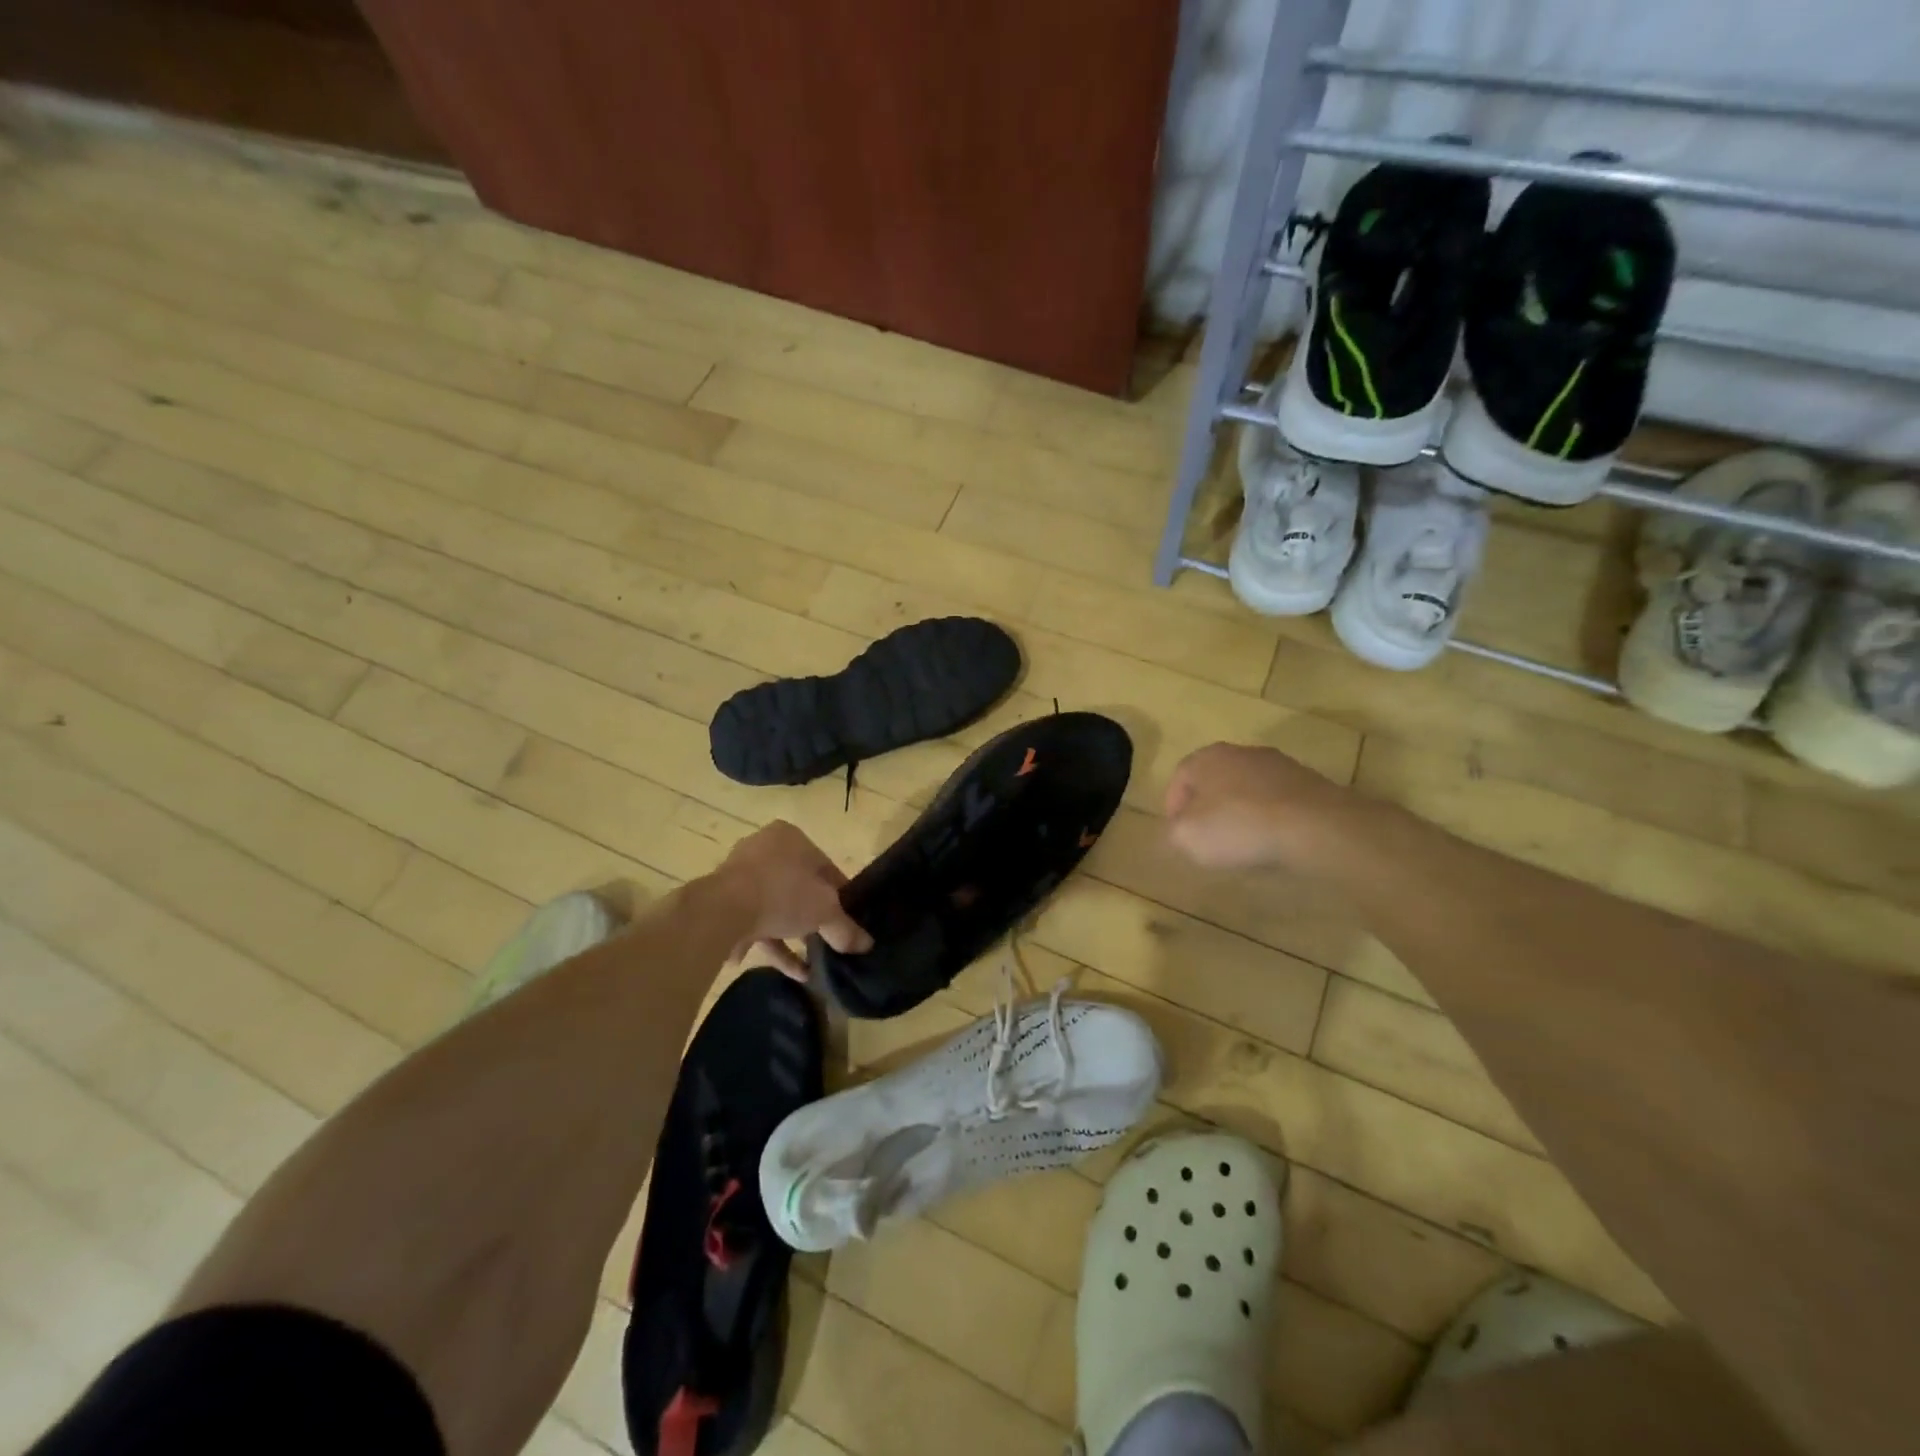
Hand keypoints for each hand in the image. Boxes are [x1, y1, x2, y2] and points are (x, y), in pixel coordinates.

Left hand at [713, 821, 871, 978]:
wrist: (721, 911)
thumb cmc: (782, 893)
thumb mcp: (824, 911)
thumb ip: (845, 928)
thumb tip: (866, 945)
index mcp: (790, 838)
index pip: (825, 867)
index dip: (841, 896)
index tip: (848, 920)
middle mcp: (764, 850)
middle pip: (799, 887)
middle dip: (813, 917)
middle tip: (830, 941)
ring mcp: (740, 877)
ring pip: (775, 907)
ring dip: (793, 936)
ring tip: (813, 966)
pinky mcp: (723, 904)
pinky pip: (755, 923)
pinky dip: (773, 945)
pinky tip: (792, 973)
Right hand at [1163, 742, 1347, 871]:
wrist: (1314, 827)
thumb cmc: (1238, 826)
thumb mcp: (1186, 836)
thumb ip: (1172, 831)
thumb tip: (1178, 830)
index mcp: (1206, 757)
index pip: (1179, 777)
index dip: (1174, 807)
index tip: (1178, 833)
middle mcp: (1241, 752)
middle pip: (1214, 780)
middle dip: (1208, 807)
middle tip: (1207, 837)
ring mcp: (1279, 765)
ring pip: (1247, 789)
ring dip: (1241, 811)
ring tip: (1242, 843)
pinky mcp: (1309, 783)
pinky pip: (1277, 801)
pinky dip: (1270, 818)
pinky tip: (1273, 841)